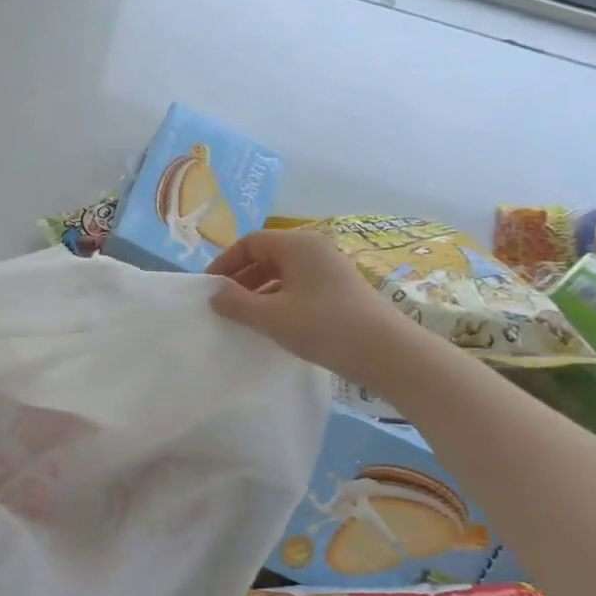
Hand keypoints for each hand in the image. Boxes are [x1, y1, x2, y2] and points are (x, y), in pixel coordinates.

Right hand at [206, 227, 409, 374]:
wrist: (386, 353)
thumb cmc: (323, 326)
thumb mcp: (270, 316)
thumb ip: (236, 303)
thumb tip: (214, 293)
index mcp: (297, 245)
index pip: (250, 242)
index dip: (225, 262)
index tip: (209, 288)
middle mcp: (315, 249)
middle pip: (267, 255)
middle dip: (241, 277)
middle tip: (222, 304)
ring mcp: (330, 270)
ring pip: (283, 273)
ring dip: (258, 291)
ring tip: (244, 317)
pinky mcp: (339, 291)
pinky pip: (298, 287)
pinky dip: (278, 299)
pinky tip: (272, 324)